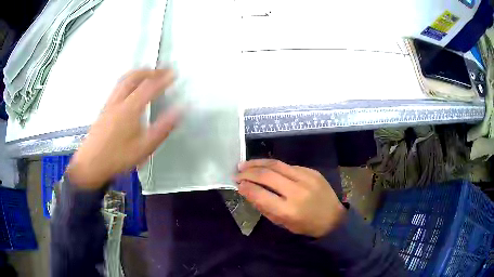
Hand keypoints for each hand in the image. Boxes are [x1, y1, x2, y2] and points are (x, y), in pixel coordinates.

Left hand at [67, 69, 180, 188]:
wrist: (90, 164)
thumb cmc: (118, 157)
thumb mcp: (144, 147)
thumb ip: (162, 128)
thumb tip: (179, 111)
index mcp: (130, 108)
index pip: (149, 86)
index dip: (163, 78)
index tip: (173, 73)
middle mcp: (119, 101)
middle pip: (134, 77)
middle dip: (149, 71)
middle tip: (161, 71)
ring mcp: (109, 104)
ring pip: (123, 81)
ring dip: (137, 73)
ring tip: (147, 74)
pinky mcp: (104, 110)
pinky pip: (117, 87)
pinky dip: (128, 81)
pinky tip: (129, 89)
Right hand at [235, 159, 345, 237]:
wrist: (333, 218)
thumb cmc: (306, 225)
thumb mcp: (283, 224)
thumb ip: (264, 208)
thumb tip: (248, 191)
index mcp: (289, 210)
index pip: (261, 195)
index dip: (246, 187)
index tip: (237, 184)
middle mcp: (297, 191)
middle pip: (267, 175)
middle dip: (248, 172)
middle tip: (237, 172)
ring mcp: (306, 178)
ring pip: (276, 164)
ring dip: (257, 163)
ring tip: (245, 164)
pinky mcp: (312, 171)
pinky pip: (288, 165)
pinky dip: (273, 166)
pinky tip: (265, 167)